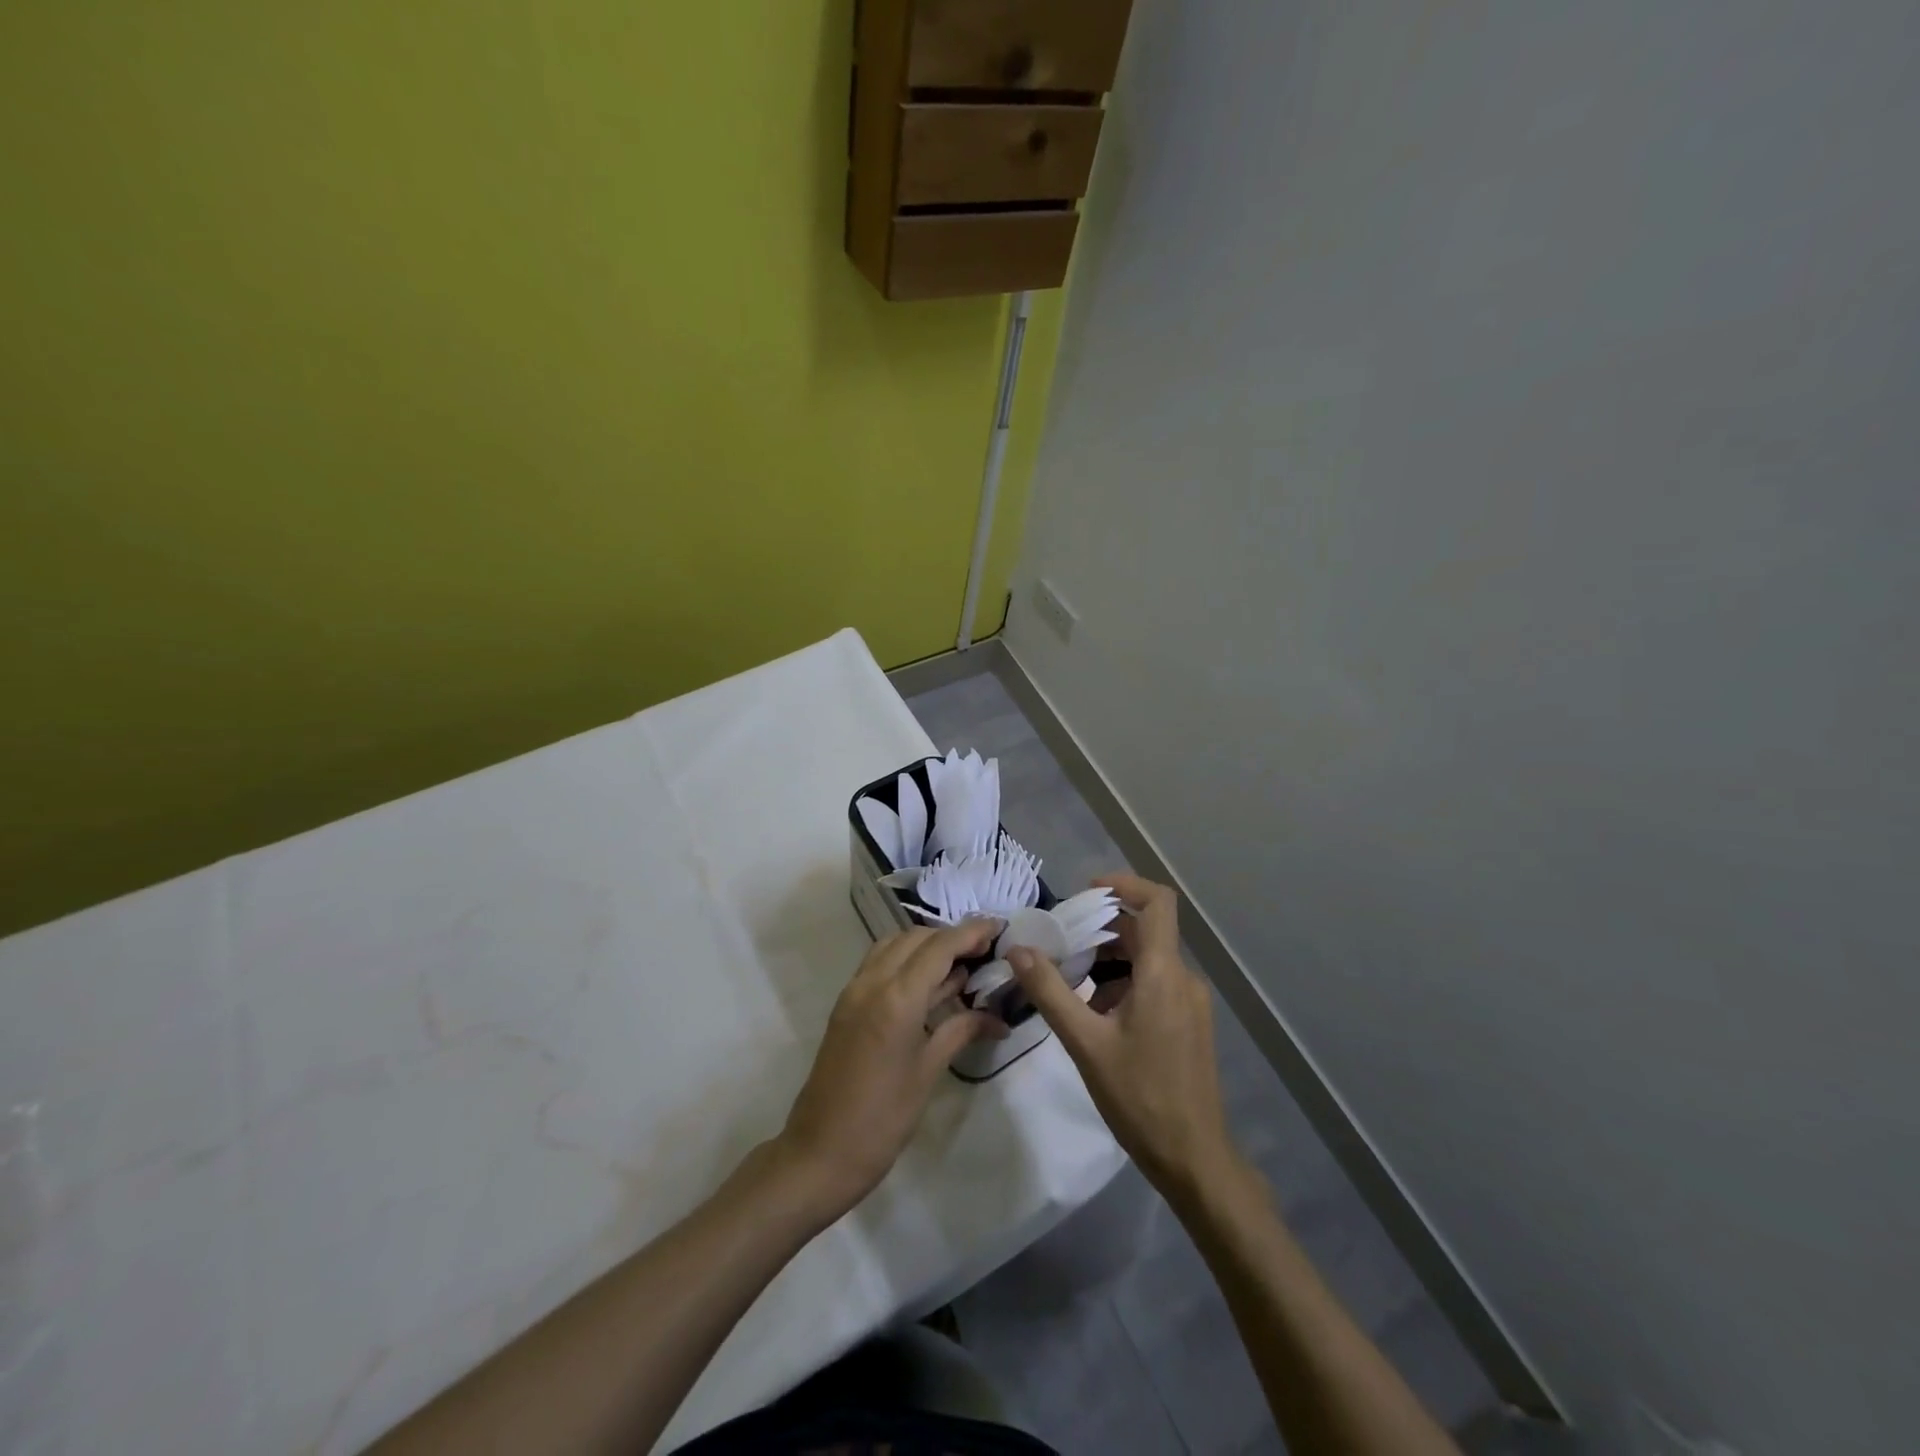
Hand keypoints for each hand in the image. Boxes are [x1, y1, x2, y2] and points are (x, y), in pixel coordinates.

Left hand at [777, 921, 1005, 1220]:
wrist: (820, 1152)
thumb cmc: (883, 1119)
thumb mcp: (928, 1072)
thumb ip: (961, 1030)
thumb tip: (998, 1018)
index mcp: (897, 997)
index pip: (940, 947)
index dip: (971, 932)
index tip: (998, 926)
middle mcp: (872, 982)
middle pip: (915, 938)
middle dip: (950, 937)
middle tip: (983, 951)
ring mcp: (854, 991)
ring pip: (893, 945)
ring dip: (925, 945)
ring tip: (959, 963)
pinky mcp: (846, 1005)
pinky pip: (878, 963)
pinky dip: (905, 959)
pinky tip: (928, 983)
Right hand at [1007, 874, 1236, 1198]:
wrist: (1194, 1158)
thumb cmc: (1139, 1097)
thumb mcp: (1085, 1043)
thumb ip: (1050, 992)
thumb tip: (1019, 949)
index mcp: (1163, 973)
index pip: (1157, 902)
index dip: (1124, 885)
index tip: (1086, 891)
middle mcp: (1183, 978)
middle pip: (1145, 931)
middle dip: (1102, 930)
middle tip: (1061, 944)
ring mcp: (1190, 1003)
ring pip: (1148, 959)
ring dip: (1109, 960)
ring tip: (1071, 982)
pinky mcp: (1189, 1024)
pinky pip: (1155, 984)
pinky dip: (1124, 983)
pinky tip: (1096, 1014)